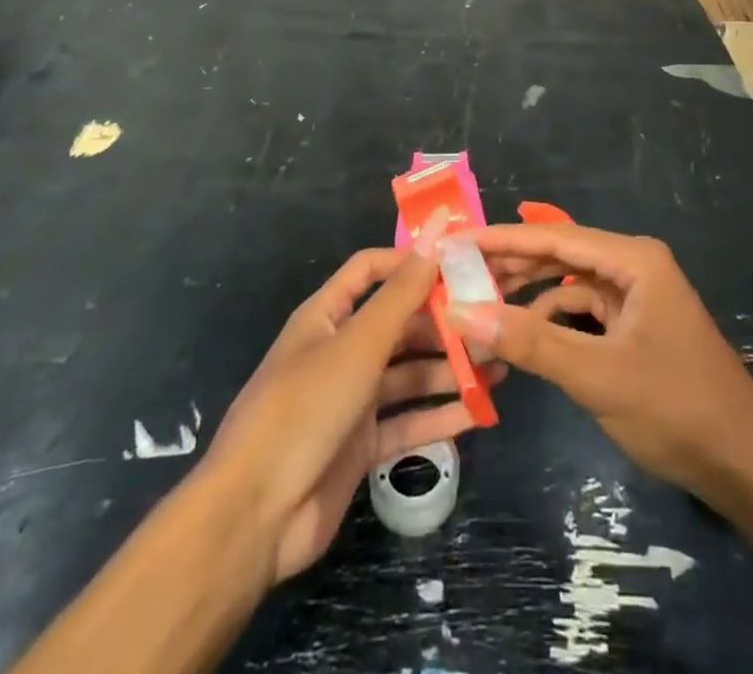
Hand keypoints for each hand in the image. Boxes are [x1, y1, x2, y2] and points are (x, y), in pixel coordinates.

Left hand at [202, 213, 502, 582]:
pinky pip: (407, 422)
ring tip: (498, 366)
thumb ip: (401, 295)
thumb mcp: (358, 345)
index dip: (410, 262)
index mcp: (326, 317)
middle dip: (442, 321)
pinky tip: (479, 412)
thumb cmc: (305, 409)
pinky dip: (439, 417)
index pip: (370, 270)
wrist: (255, 517)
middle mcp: (340, 352)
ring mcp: (350, 401)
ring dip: (448, 369)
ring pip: (408, 374)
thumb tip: (434, 236)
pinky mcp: (360, 446)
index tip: (458, 261)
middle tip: (492, 320)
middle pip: (398, 324)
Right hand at [455, 223, 752, 511]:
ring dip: (529, 292)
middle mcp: (635, 265)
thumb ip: (529, 342)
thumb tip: (462, 313)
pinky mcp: (637, 324)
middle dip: (512, 263)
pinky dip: (552, 319)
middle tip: (458, 272)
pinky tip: (523, 333)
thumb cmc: (675, 409)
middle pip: (561, 254)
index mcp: (634, 260)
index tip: (456, 241)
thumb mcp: (596, 376)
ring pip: (570, 282)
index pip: (555, 237)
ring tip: (480, 298)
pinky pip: (585, 310)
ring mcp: (638, 295)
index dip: (502, 238)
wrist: (745, 466)